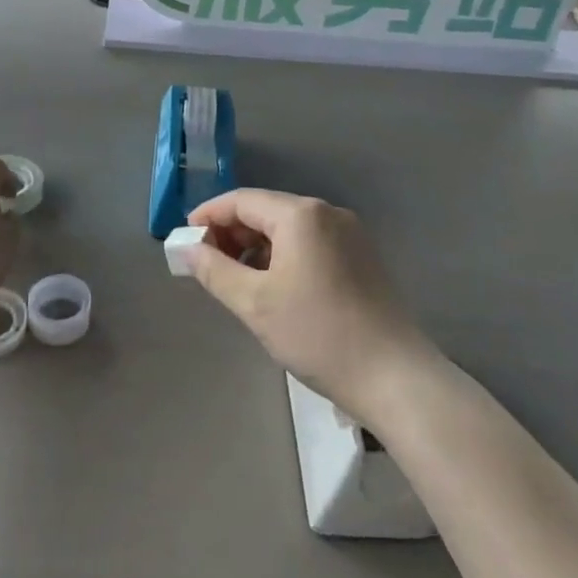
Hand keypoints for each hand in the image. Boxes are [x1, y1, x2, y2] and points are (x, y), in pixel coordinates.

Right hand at [185, 189, 437, 423]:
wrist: (394, 376)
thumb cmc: (317, 334)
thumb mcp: (254, 303)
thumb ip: (213, 269)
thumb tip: (185, 247)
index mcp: (300, 214)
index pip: (241, 200)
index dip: (208, 216)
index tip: (184, 241)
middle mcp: (327, 212)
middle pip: (266, 210)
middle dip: (231, 232)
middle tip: (205, 264)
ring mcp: (349, 233)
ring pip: (288, 227)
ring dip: (257, 245)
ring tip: (235, 279)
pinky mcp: (361, 256)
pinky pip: (310, 242)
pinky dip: (283, 255)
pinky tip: (273, 285)